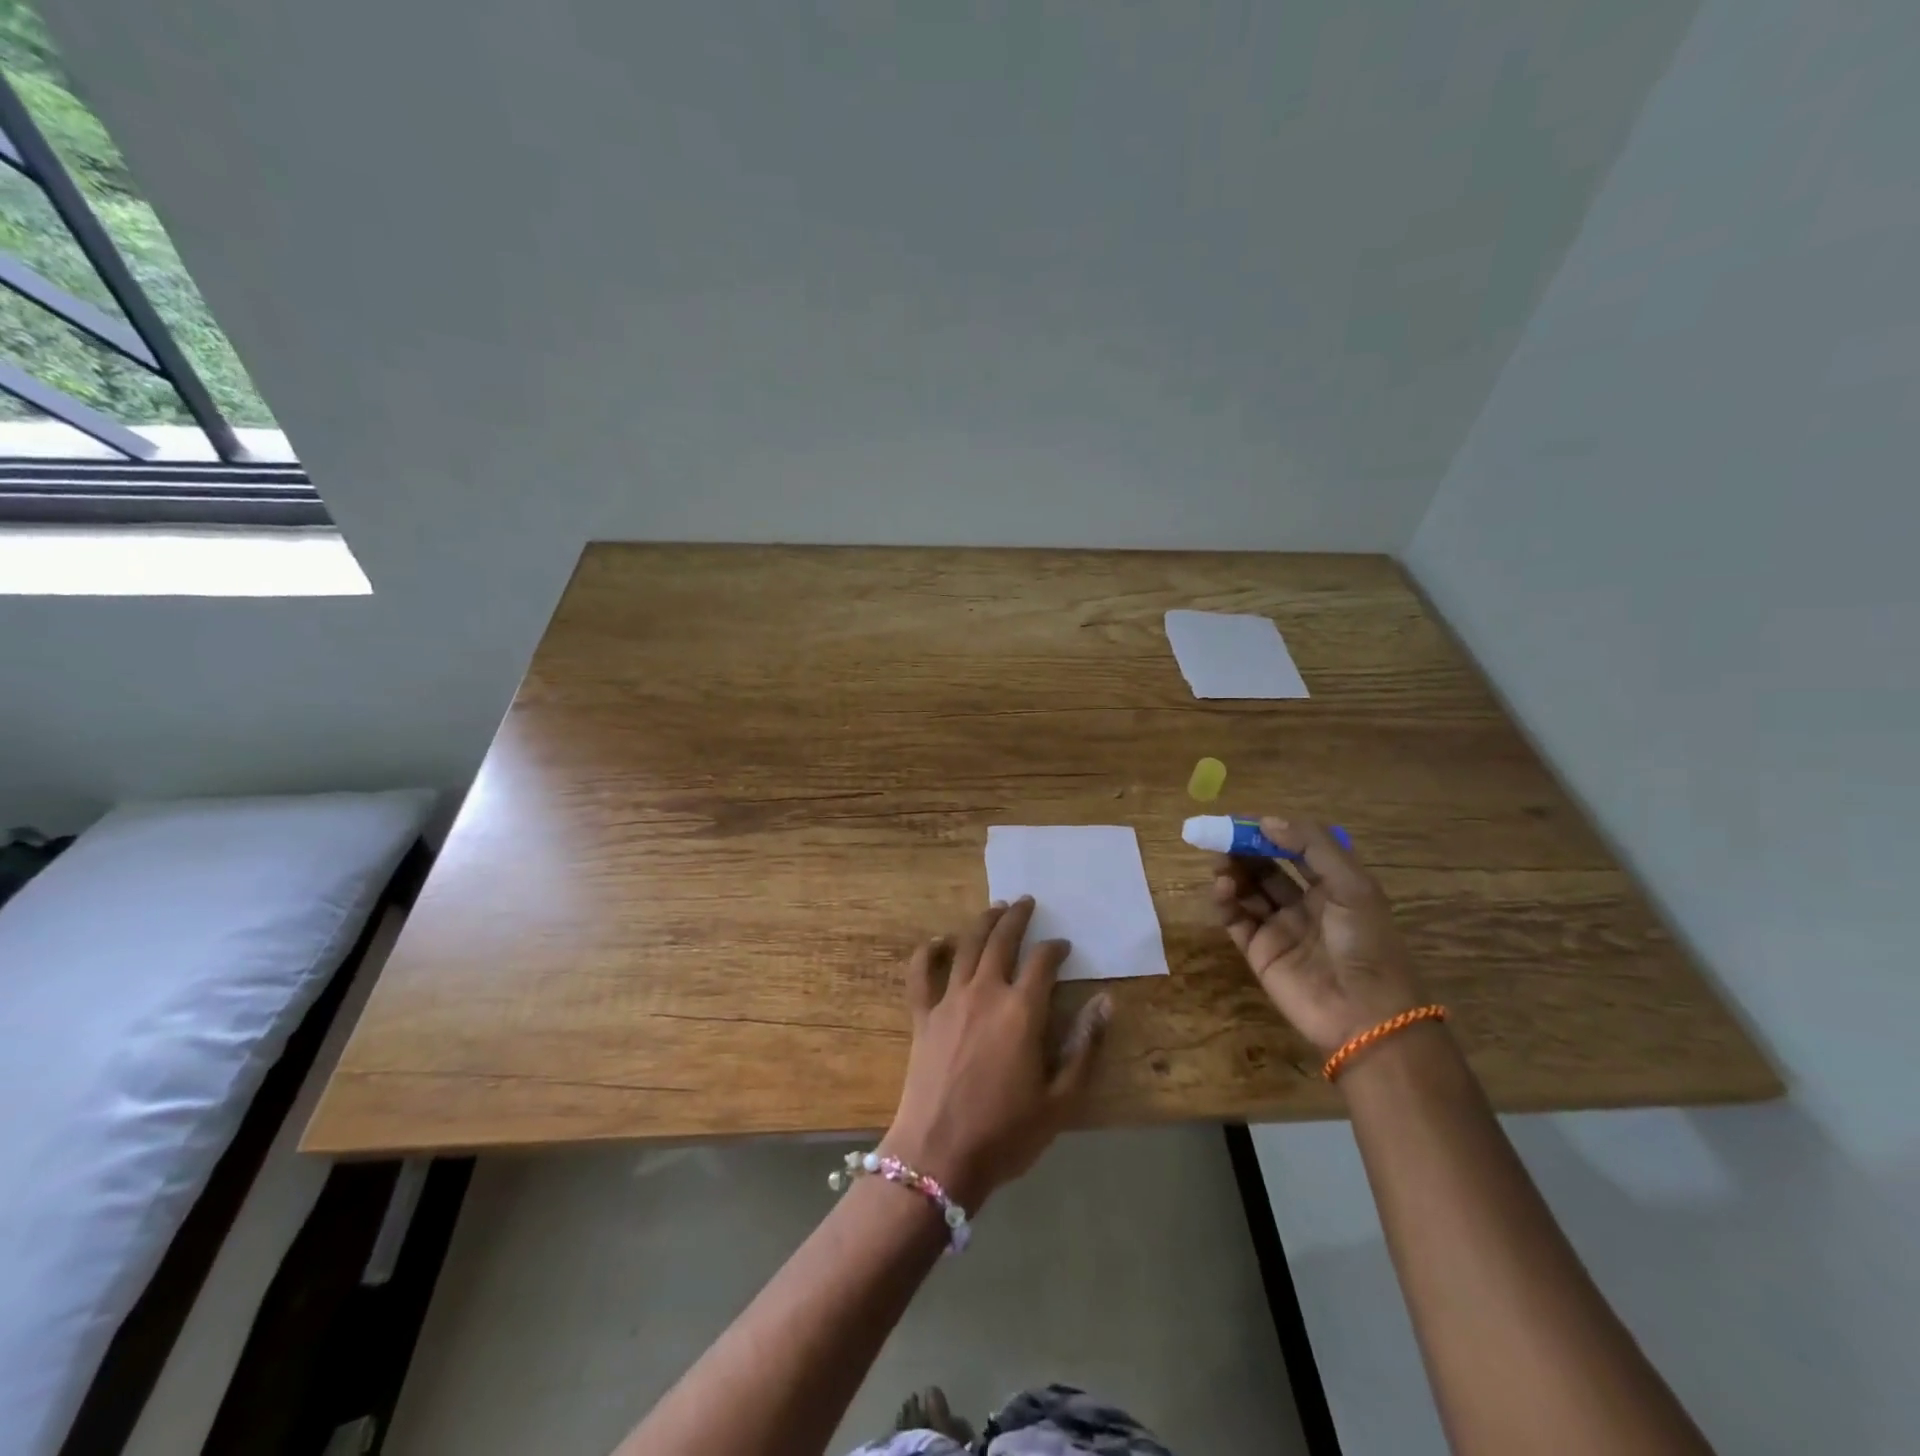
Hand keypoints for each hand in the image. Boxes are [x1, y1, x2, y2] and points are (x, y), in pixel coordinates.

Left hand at [882, 897, 1110, 1210]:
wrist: (938, 1156)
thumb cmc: (1006, 1133)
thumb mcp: (1061, 1100)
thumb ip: (1084, 1047)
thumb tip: (1105, 1002)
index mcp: (1022, 1011)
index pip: (1043, 962)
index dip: (1056, 948)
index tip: (1063, 946)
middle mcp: (985, 992)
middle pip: (1002, 940)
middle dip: (1017, 917)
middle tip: (1027, 902)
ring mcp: (949, 1001)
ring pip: (967, 946)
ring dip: (983, 922)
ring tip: (995, 908)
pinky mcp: (922, 1016)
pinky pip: (921, 974)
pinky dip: (928, 952)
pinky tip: (938, 942)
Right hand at [1213, 816, 1424, 1057]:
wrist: (1366, 1015)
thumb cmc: (1366, 942)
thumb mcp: (1352, 885)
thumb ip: (1312, 847)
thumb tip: (1266, 821)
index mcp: (1333, 887)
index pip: (1294, 850)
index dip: (1269, 833)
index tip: (1242, 820)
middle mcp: (1304, 905)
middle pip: (1265, 868)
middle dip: (1244, 850)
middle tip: (1220, 837)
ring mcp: (1279, 929)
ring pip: (1247, 891)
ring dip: (1232, 872)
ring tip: (1220, 863)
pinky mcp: (1259, 952)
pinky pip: (1235, 920)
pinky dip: (1225, 901)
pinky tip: (1221, 887)